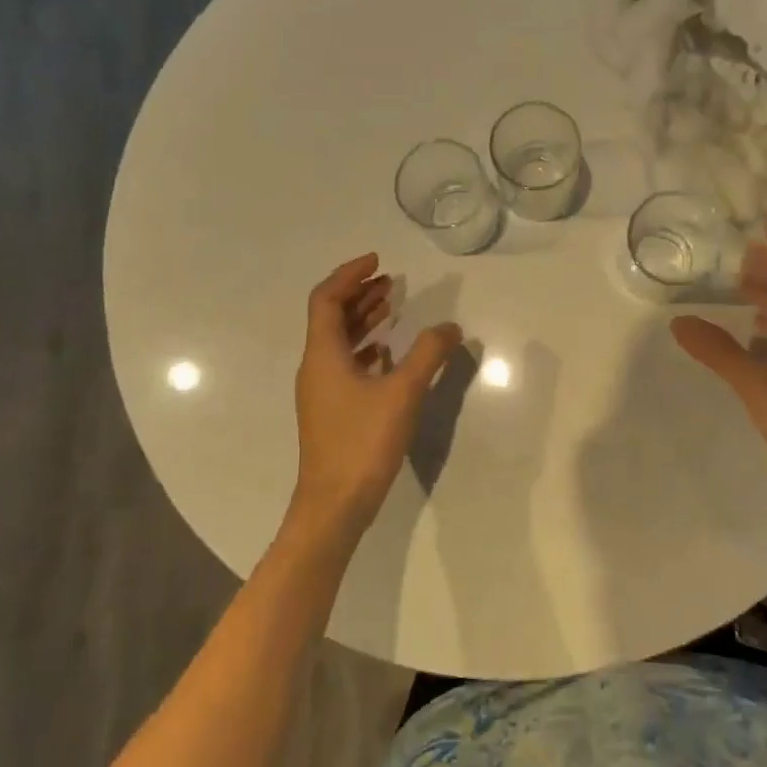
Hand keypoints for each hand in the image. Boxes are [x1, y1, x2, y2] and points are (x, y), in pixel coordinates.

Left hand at [289, 253, 461, 548]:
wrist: (334, 505)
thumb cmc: (363, 443)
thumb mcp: (402, 393)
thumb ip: (428, 354)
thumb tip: (450, 326)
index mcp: (323, 354)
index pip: (326, 299)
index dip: (350, 275)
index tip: (378, 261)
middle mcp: (316, 366)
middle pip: (330, 316)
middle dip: (358, 293)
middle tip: (390, 280)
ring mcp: (321, 390)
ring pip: (338, 341)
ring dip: (362, 319)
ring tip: (392, 305)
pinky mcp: (330, 410)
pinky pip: (344, 363)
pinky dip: (365, 347)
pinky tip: (387, 353)